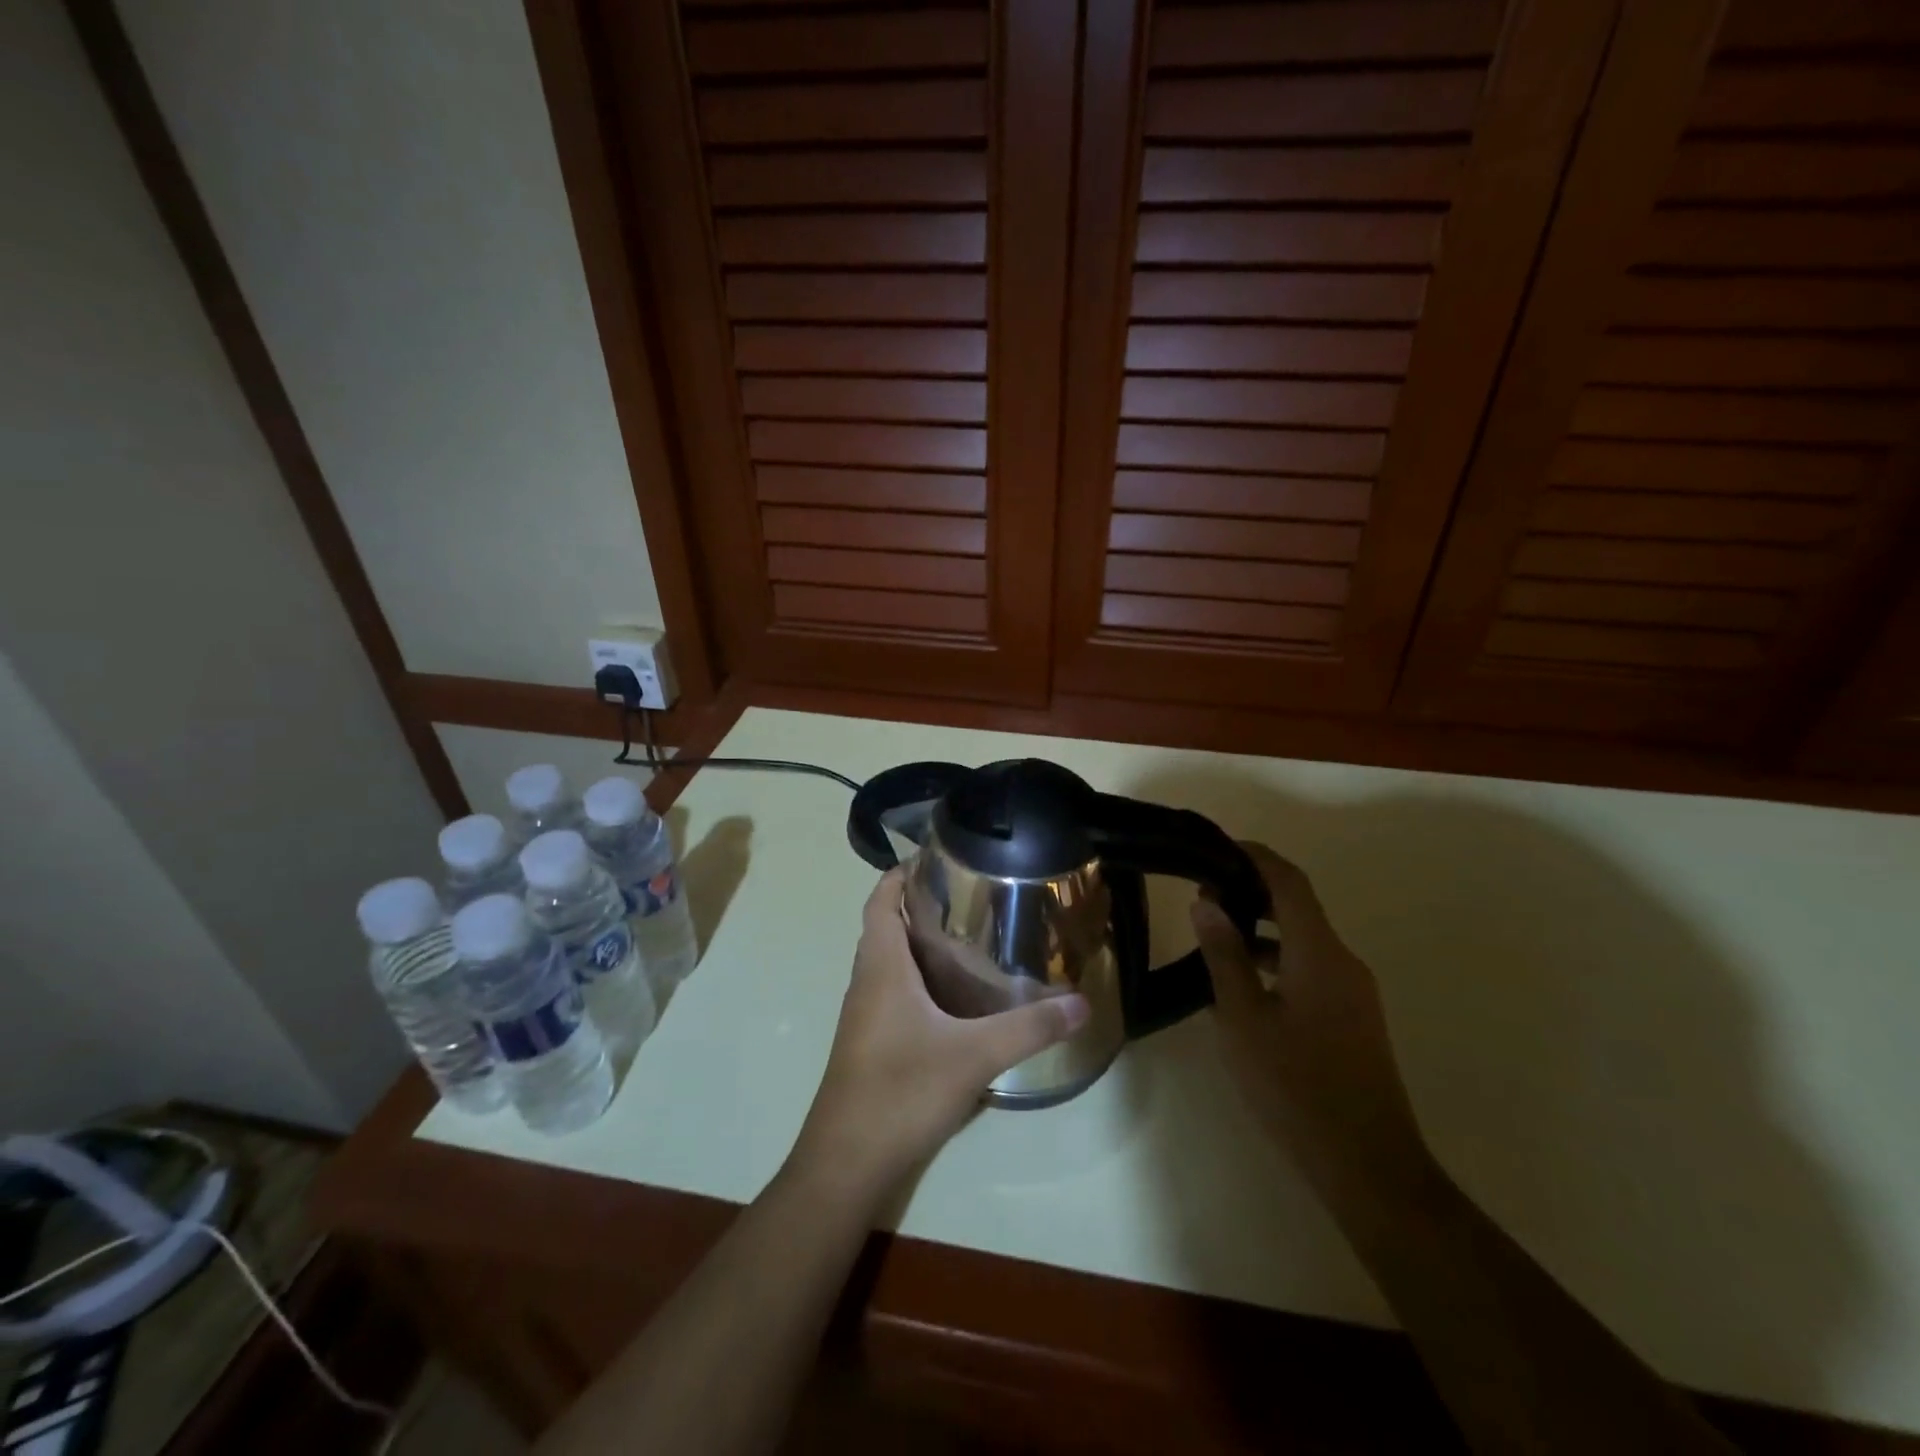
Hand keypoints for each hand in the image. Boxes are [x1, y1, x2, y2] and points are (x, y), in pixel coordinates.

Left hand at [790, 867, 1089, 1201]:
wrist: (847, 1163)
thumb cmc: (901, 1091)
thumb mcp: (974, 1056)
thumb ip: (1029, 1028)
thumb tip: (1082, 1002)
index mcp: (881, 967)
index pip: (880, 899)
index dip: (901, 873)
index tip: (939, 858)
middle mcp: (866, 981)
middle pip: (885, 925)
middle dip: (920, 904)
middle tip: (970, 895)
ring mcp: (864, 1014)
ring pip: (888, 961)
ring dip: (918, 942)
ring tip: (969, 937)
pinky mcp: (869, 1042)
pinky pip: (892, 991)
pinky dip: (917, 978)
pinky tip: (954, 997)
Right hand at [1191, 843, 1431, 1206]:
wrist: (1367, 1165)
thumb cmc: (1295, 1086)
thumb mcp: (1244, 1018)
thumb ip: (1224, 955)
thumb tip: (1208, 902)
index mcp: (1319, 954)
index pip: (1289, 882)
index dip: (1256, 857)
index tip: (1218, 847)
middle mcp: (1343, 962)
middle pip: (1298, 907)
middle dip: (1253, 891)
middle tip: (1205, 894)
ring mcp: (1354, 992)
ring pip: (1304, 940)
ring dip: (1262, 929)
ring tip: (1216, 936)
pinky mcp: (1354, 1019)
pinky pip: (1312, 968)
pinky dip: (1277, 959)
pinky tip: (1245, 984)